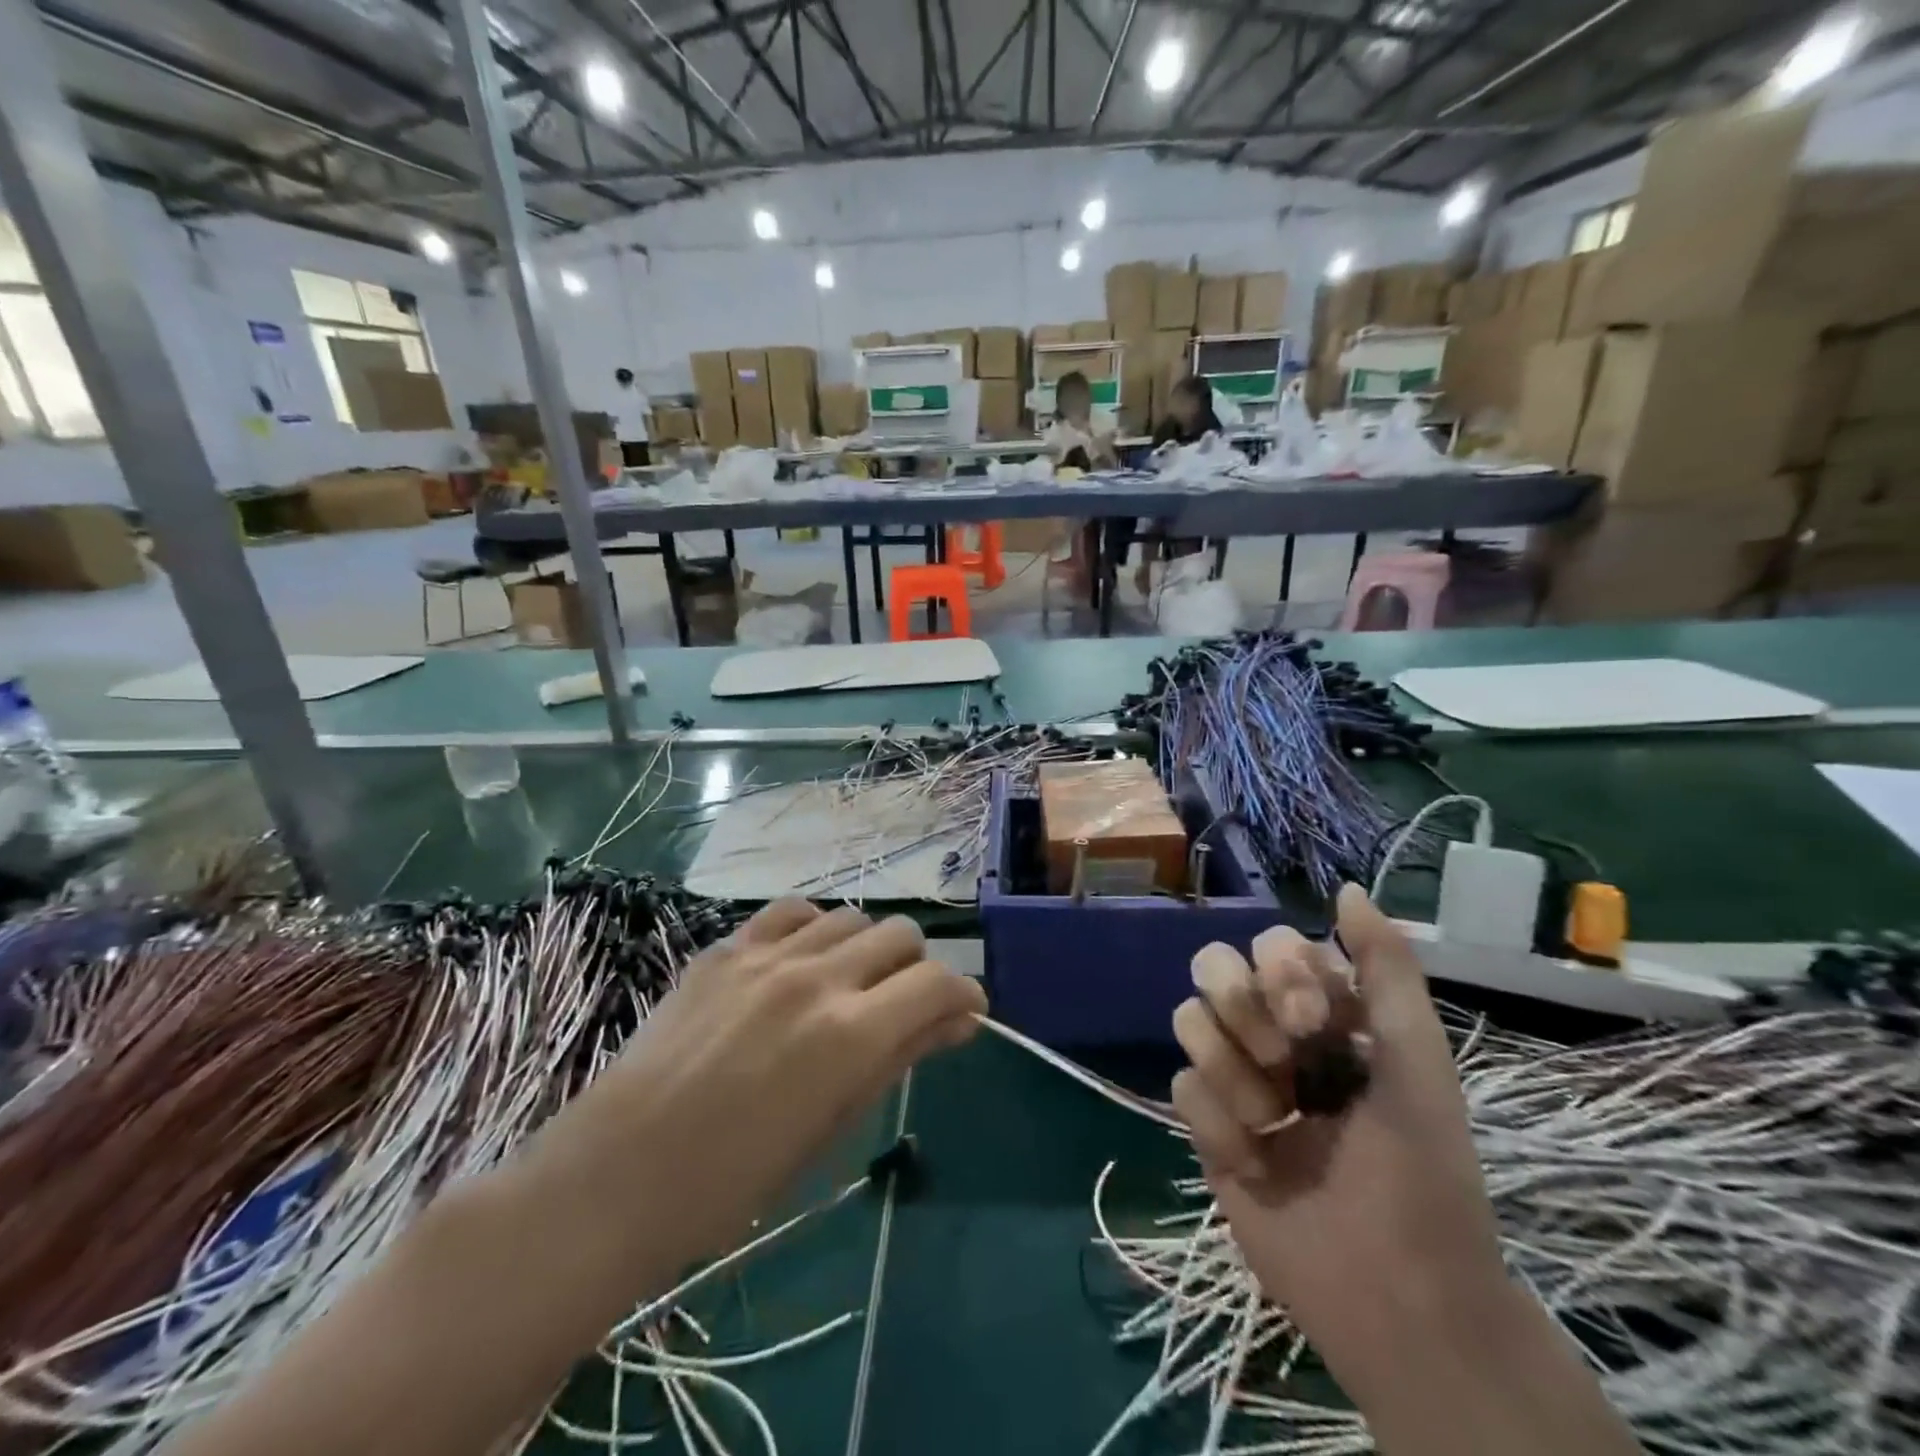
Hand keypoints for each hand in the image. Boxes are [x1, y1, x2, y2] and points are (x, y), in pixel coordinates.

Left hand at [535, 901, 984, 1269]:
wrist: (621, 1170)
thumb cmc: (737, 1177)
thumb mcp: (833, 1126)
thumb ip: (899, 1058)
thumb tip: (959, 1021)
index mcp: (851, 1035)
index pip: (937, 982)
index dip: (962, 995)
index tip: (963, 1013)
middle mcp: (818, 978)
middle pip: (902, 934)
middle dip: (918, 968)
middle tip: (902, 1005)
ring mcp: (768, 955)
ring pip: (851, 917)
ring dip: (867, 947)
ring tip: (849, 984)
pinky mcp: (727, 946)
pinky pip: (792, 911)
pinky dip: (814, 928)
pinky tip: (803, 959)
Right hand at [1170, 885, 1509, 1400]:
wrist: (1397, 1294)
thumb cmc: (1422, 1171)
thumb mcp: (1417, 1060)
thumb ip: (1386, 969)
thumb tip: (1348, 888)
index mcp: (1323, 1014)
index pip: (1270, 946)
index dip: (1282, 972)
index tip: (1318, 1021)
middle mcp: (1272, 1035)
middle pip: (1212, 968)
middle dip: (1242, 1009)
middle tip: (1285, 1064)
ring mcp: (1235, 1078)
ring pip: (1187, 1019)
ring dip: (1232, 1072)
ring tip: (1272, 1123)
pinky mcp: (1205, 1125)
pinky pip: (1181, 1085)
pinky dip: (1219, 1123)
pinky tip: (1258, 1163)